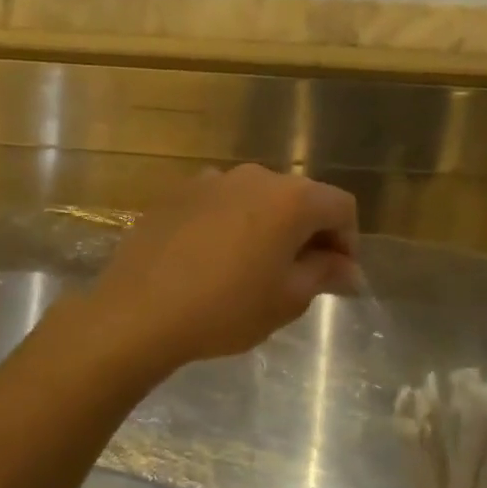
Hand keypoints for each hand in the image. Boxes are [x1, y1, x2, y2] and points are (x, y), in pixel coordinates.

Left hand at [86, 165, 359, 373]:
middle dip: (309, 233)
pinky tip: (214, 260)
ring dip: (268, 227)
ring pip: (257, 199)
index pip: (341, 206)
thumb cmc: (225, 309)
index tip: (337, 277)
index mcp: (291, 198)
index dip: (348, 241)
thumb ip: (325, 274)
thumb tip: (347, 268)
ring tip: (254, 268)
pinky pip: (220, 204)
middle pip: (299, 197)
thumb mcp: (287, 299)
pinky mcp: (177, 193)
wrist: (138, 311)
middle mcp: (254, 176)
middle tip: (302, 276)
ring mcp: (211, 180)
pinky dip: (231, 225)